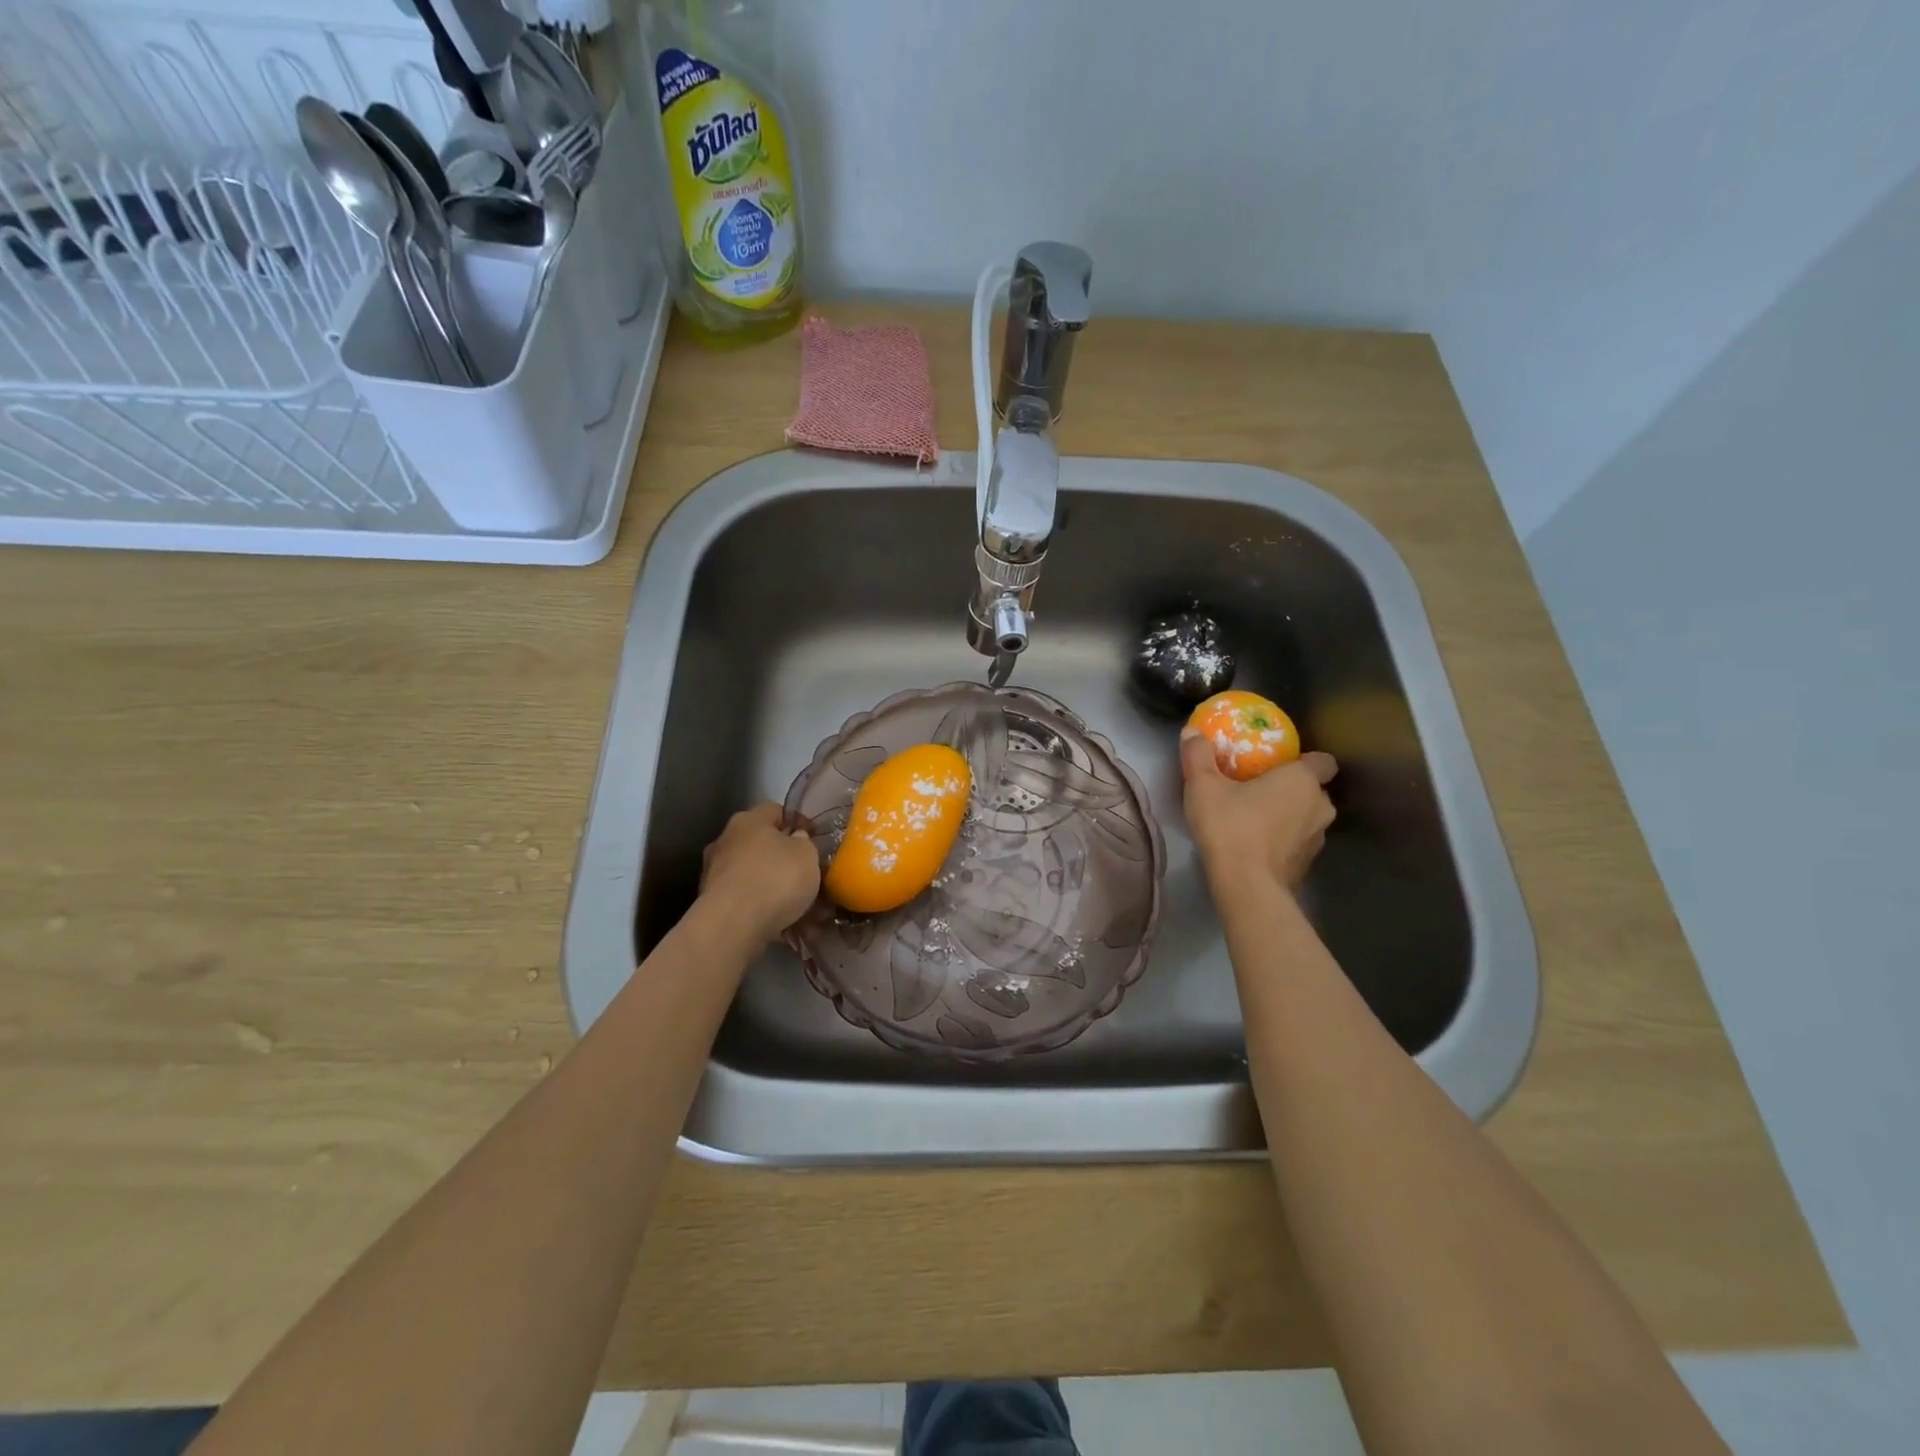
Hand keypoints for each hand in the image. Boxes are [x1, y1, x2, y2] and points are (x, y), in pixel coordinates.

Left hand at [699, 803, 821, 943]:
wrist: (733, 925)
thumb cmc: (775, 878)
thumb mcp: (807, 854)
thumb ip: (804, 843)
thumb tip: (796, 839)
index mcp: (748, 821)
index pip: (775, 810)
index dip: (796, 821)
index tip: (814, 837)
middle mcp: (726, 841)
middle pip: (761, 844)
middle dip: (783, 858)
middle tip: (807, 873)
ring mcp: (715, 874)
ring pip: (754, 875)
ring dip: (774, 887)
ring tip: (800, 906)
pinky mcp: (712, 904)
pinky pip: (746, 901)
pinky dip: (763, 909)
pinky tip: (783, 923)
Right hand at [1180, 729, 1338, 894]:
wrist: (1246, 885)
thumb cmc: (1230, 825)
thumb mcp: (1203, 785)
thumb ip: (1198, 755)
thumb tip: (1192, 732)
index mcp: (1302, 780)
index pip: (1323, 761)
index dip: (1305, 761)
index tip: (1280, 764)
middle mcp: (1319, 806)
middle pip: (1314, 790)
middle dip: (1293, 790)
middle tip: (1260, 789)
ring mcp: (1317, 839)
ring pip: (1308, 818)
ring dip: (1289, 816)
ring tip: (1257, 819)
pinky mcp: (1306, 865)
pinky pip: (1298, 843)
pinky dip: (1284, 841)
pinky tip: (1258, 845)